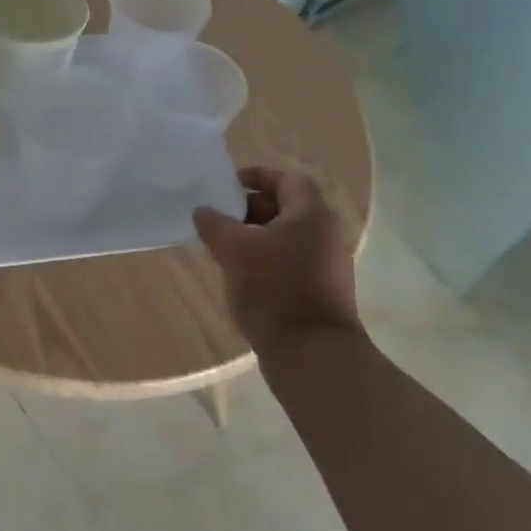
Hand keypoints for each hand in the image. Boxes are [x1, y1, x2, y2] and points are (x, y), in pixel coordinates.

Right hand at [193, 167, 358, 360]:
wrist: (312, 355)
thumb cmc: (274, 289)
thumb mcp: (235, 250)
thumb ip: (215, 224)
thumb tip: (203, 210)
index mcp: (312, 215)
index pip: (288, 179)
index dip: (258, 176)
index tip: (229, 186)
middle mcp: (326, 235)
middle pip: (287, 209)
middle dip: (251, 210)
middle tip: (220, 220)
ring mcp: (328, 266)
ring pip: (287, 239)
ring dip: (256, 239)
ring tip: (224, 251)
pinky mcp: (322, 293)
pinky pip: (292, 264)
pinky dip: (267, 263)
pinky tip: (242, 279)